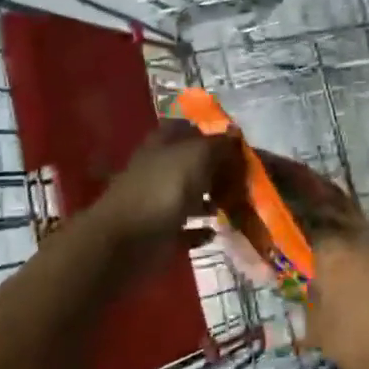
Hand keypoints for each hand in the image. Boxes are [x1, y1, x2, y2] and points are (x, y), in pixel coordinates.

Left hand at [95, 122, 243, 251]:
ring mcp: (156, 200)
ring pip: (188, 195)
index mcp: (163, 143)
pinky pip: (184, 228)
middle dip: (214, 169)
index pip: (186, 128)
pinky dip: (199, 230)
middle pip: (190, 163)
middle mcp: (158, 168)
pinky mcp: (158, 230)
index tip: (234, 145)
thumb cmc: (164, 188)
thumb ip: (219, 145)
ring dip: (209, 200)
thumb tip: (235, 134)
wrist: (127, 240)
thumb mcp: (198, 155)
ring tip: (233, 204)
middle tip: (241, 177)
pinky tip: (214, 231)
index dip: (208, 133)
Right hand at [306, 230, 368, 368]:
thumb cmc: (364, 336)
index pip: (311, 234)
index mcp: (331, 250)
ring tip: (363, 297)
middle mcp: (361, 238)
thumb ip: (311, 310)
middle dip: (337, 257)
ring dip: (363, 268)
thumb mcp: (322, 334)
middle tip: (332, 283)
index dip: (306, 246)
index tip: (304, 262)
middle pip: (342, 240)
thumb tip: (313, 298)